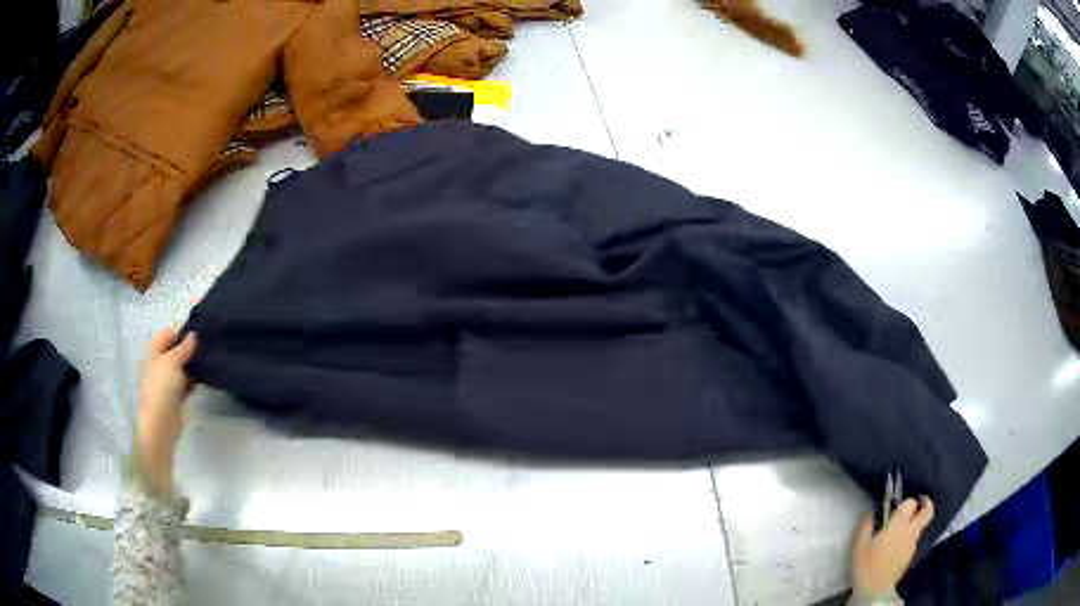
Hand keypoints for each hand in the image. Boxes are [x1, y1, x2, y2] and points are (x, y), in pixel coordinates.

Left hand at [135, 330, 197, 495]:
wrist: (161, 424)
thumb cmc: (161, 388)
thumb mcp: (172, 361)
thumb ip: (183, 348)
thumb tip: (193, 335)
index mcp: (153, 353)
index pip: (166, 335)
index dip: (180, 331)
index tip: (199, 329)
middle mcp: (158, 365)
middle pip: (174, 351)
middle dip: (188, 347)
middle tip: (207, 343)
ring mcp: (166, 382)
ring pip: (181, 367)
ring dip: (192, 364)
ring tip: (209, 358)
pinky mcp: (175, 397)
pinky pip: (186, 383)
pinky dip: (194, 380)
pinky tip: (206, 376)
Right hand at [852, 497, 934, 596]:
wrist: (874, 591)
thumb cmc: (866, 565)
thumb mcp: (859, 545)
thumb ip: (866, 525)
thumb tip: (870, 512)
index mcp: (899, 525)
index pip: (911, 503)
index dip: (905, 502)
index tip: (897, 506)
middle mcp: (910, 531)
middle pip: (928, 511)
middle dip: (926, 503)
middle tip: (918, 503)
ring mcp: (913, 545)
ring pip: (920, 527)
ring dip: (914, 524)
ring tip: (899, 532)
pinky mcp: (911, 556)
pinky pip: (913, 540)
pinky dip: (908, 538)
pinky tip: (895, 547)